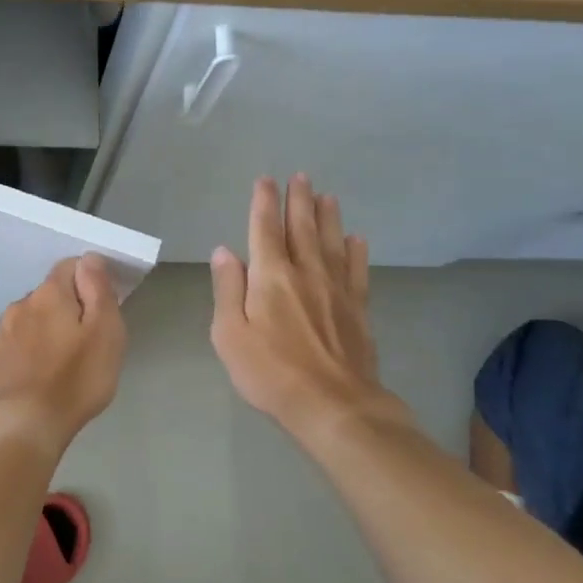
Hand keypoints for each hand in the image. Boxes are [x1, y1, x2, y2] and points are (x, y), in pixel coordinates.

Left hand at [0, 255, 126, 461]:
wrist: (24, 425)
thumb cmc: (75, 379)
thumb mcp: (105, 332)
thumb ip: (98, 290)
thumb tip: (89, 259)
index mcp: (50, 293)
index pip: (71, 267)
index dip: (90, 282)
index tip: (103, 310)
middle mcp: (21, 305)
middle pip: (49, 295)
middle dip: (66, 309)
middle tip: (86, 342)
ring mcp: (1, 333)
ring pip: (29, 320)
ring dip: (44, 331)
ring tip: (60, 362)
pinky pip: (14, 345)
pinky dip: (26, 352)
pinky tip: (35, 374)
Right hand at [210, 175, 402, 449]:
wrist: (334, 406)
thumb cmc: (271, 373)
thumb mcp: (230, 334)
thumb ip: (227, 289)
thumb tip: (224, 251)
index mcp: (271, 277)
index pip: (264, 230)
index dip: (264, 203)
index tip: (266, 180)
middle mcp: (305, 273)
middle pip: (302, 228)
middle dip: (299, 200)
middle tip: (300, 176)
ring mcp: (336, 289)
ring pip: (331, 242)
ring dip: (328, 217)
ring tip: (327, 196)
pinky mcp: (358, 309)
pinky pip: (357, 270)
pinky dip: (355, 251)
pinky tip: (356, 240)